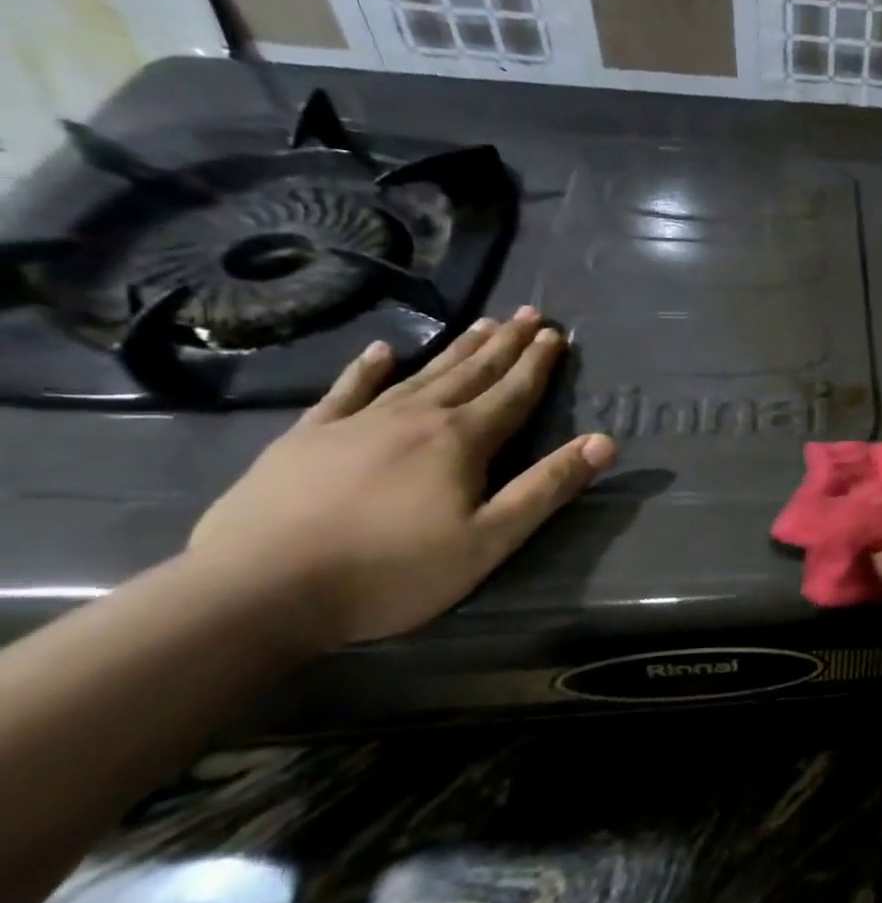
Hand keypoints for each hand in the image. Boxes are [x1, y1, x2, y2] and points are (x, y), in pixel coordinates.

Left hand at [189, 307, 614, 649]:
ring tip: (481, 322)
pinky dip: (367, 369)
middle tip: (527, 312)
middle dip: (504, 343)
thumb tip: (604, 442)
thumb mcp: (490, 539)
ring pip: (421, 374)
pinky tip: (382, 351)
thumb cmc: (392, 571)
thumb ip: (547, 487)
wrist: (258, 590)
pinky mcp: (307, 437)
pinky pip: (346, 391)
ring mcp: (357, 422)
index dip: (538, 363)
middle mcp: (416, 417)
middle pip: (471, 372)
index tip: (556, 332)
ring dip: (456, 348)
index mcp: (462, 441)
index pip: (512, 393)